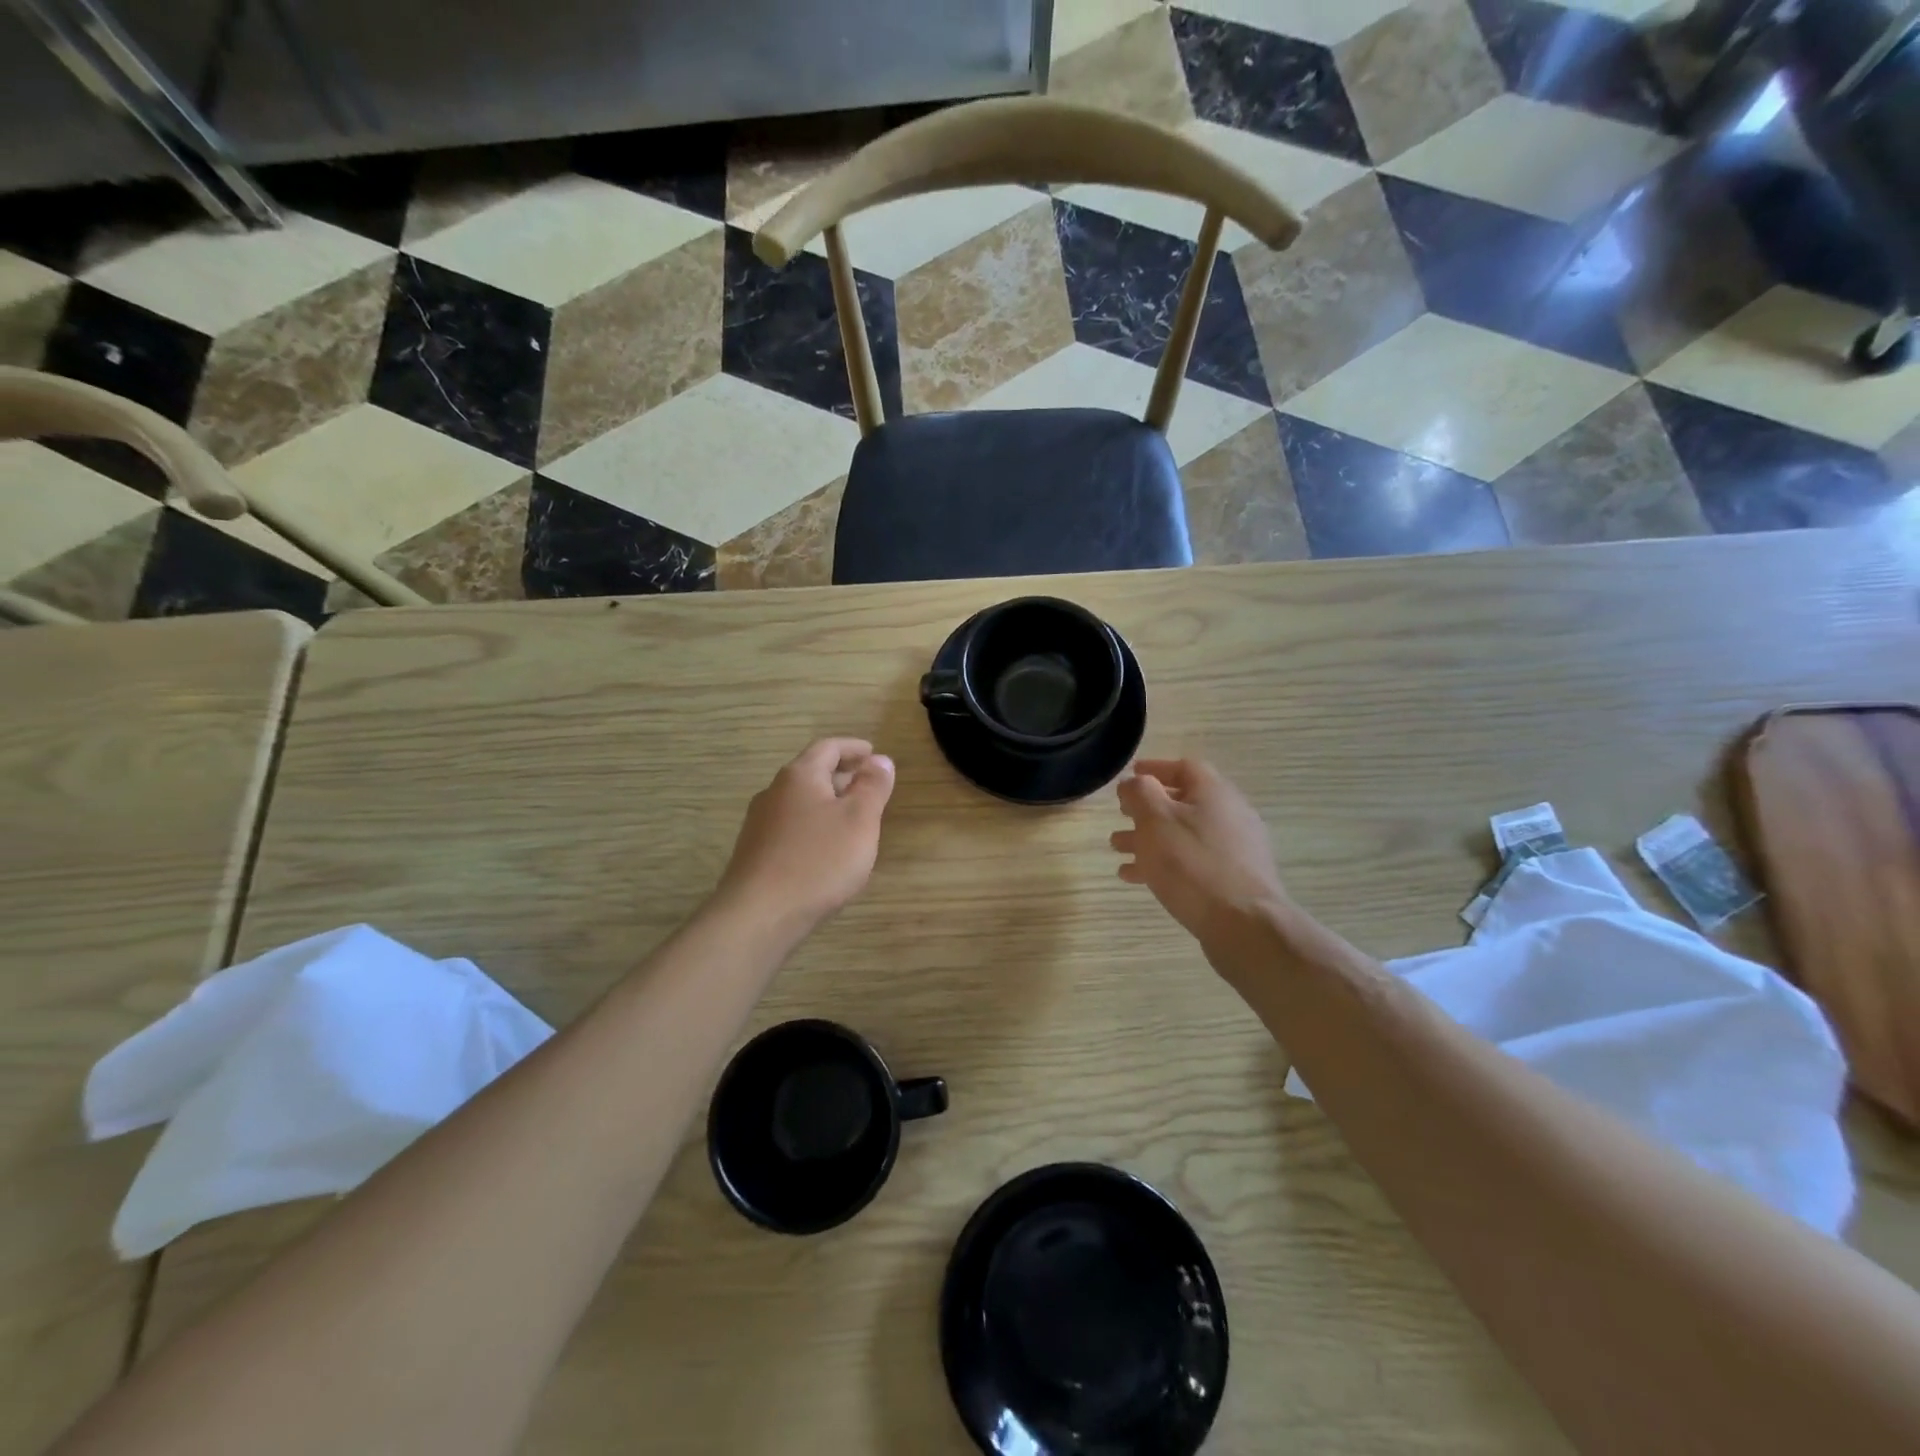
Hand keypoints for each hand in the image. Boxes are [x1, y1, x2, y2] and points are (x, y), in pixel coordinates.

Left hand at [718, 738, 895, 935]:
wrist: (759, 915)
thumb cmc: (818, 861)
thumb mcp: (859, 820)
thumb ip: (873, 786)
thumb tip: (880, 760)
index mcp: (799, 776)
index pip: (828, 747)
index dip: (854, 748)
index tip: (874, 754)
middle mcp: (774, 793)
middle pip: (811, 773)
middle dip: (842, 776)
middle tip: (869, 788)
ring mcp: (760, 824)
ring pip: (800, 802)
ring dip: (827, 803)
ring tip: (852, 820)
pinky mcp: (755, 853)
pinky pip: (790, 827)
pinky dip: (813, 826)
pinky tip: (826, 851)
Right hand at [1111, 759, 1289, 954]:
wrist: (1244, 925)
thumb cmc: (1192, 864)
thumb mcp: (1156, 819)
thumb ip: (1140, 793)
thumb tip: (1134, 783)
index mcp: (1214, 793)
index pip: (1184, 767)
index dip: (1155, 768)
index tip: (1129, 776)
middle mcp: (1230, 815)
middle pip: (1183, 802)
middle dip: (1147, 809)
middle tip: (1120, 815)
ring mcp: (1235, 849)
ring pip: (1184, 835)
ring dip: (1149, 837)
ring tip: (1118, 848)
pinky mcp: (1233, 879)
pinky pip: (1192, 862)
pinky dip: (1164, 863)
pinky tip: (1137, 877)